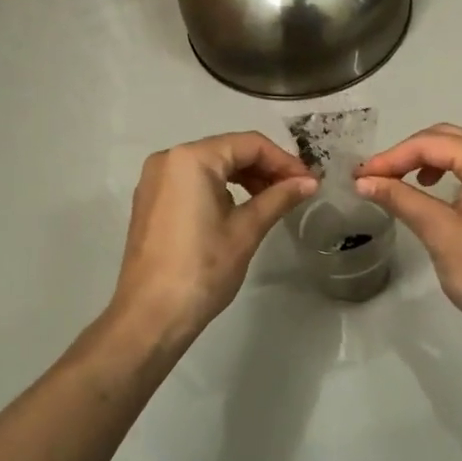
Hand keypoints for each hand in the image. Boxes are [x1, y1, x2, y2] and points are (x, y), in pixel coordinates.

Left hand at [110, 132, 315, 342]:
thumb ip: (279, 198)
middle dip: (265, 168)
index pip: (249, 145)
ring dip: (245, 179)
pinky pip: (193, 182)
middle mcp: (169, 159)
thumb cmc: (203, 268)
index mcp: (191, 158)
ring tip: (274, 201)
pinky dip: (221, 189)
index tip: (310, 182)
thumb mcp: (246, 230)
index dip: (284, 161)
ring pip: (211, 166)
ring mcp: (155, 181)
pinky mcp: (151, 202)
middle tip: (297, 191)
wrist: (151, 315)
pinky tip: (243, 209)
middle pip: (228, 151)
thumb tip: (310, 182)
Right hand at [355, 124, 461, 334]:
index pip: (432, 144)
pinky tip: (441, 190)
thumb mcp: (437, 229)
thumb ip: (400, 198)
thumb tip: (363, 181)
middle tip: (379, 175)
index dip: (392, 157)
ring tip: (412, 179)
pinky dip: (458, 167)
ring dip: (438, 155)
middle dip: (412, 152)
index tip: (361, 175)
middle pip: (452, 137)